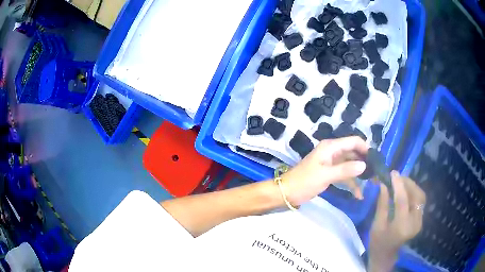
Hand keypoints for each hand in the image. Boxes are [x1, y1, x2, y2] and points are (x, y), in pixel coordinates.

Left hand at [281, 136, 368, 205]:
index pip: (353, 141)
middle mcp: (333, 151)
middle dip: (365, 162)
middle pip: (353, 152)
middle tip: (376, 173)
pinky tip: (359, 194)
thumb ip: (345, 170)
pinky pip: (344, 175)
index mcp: (331, 147)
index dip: (365, 148)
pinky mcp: (330, 172)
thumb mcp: (326, 175)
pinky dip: (351, 183)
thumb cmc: (305, 181)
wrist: (287, 192)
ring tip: (372, 183)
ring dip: (360, 174)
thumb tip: (364, 165)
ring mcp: (332, 162)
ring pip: (350, 164)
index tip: (376, 160)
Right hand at [368, 171, 425, 271]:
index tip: (392, 173)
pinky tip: (406, 190)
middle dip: (408, 183)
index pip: (403, 201)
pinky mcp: (420, 220)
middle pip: (417, 196)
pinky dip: (414, 192)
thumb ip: (382, 204)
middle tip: (397, 176)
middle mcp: (414, 223)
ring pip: (421, 196)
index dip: (398, 185)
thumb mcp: (376, 224)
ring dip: (412, 186)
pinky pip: (420, 201)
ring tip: (401, 181)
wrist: (386, 255)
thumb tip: (383, 184)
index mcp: (401, 227)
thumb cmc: (377, 242)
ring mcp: (419, 222)